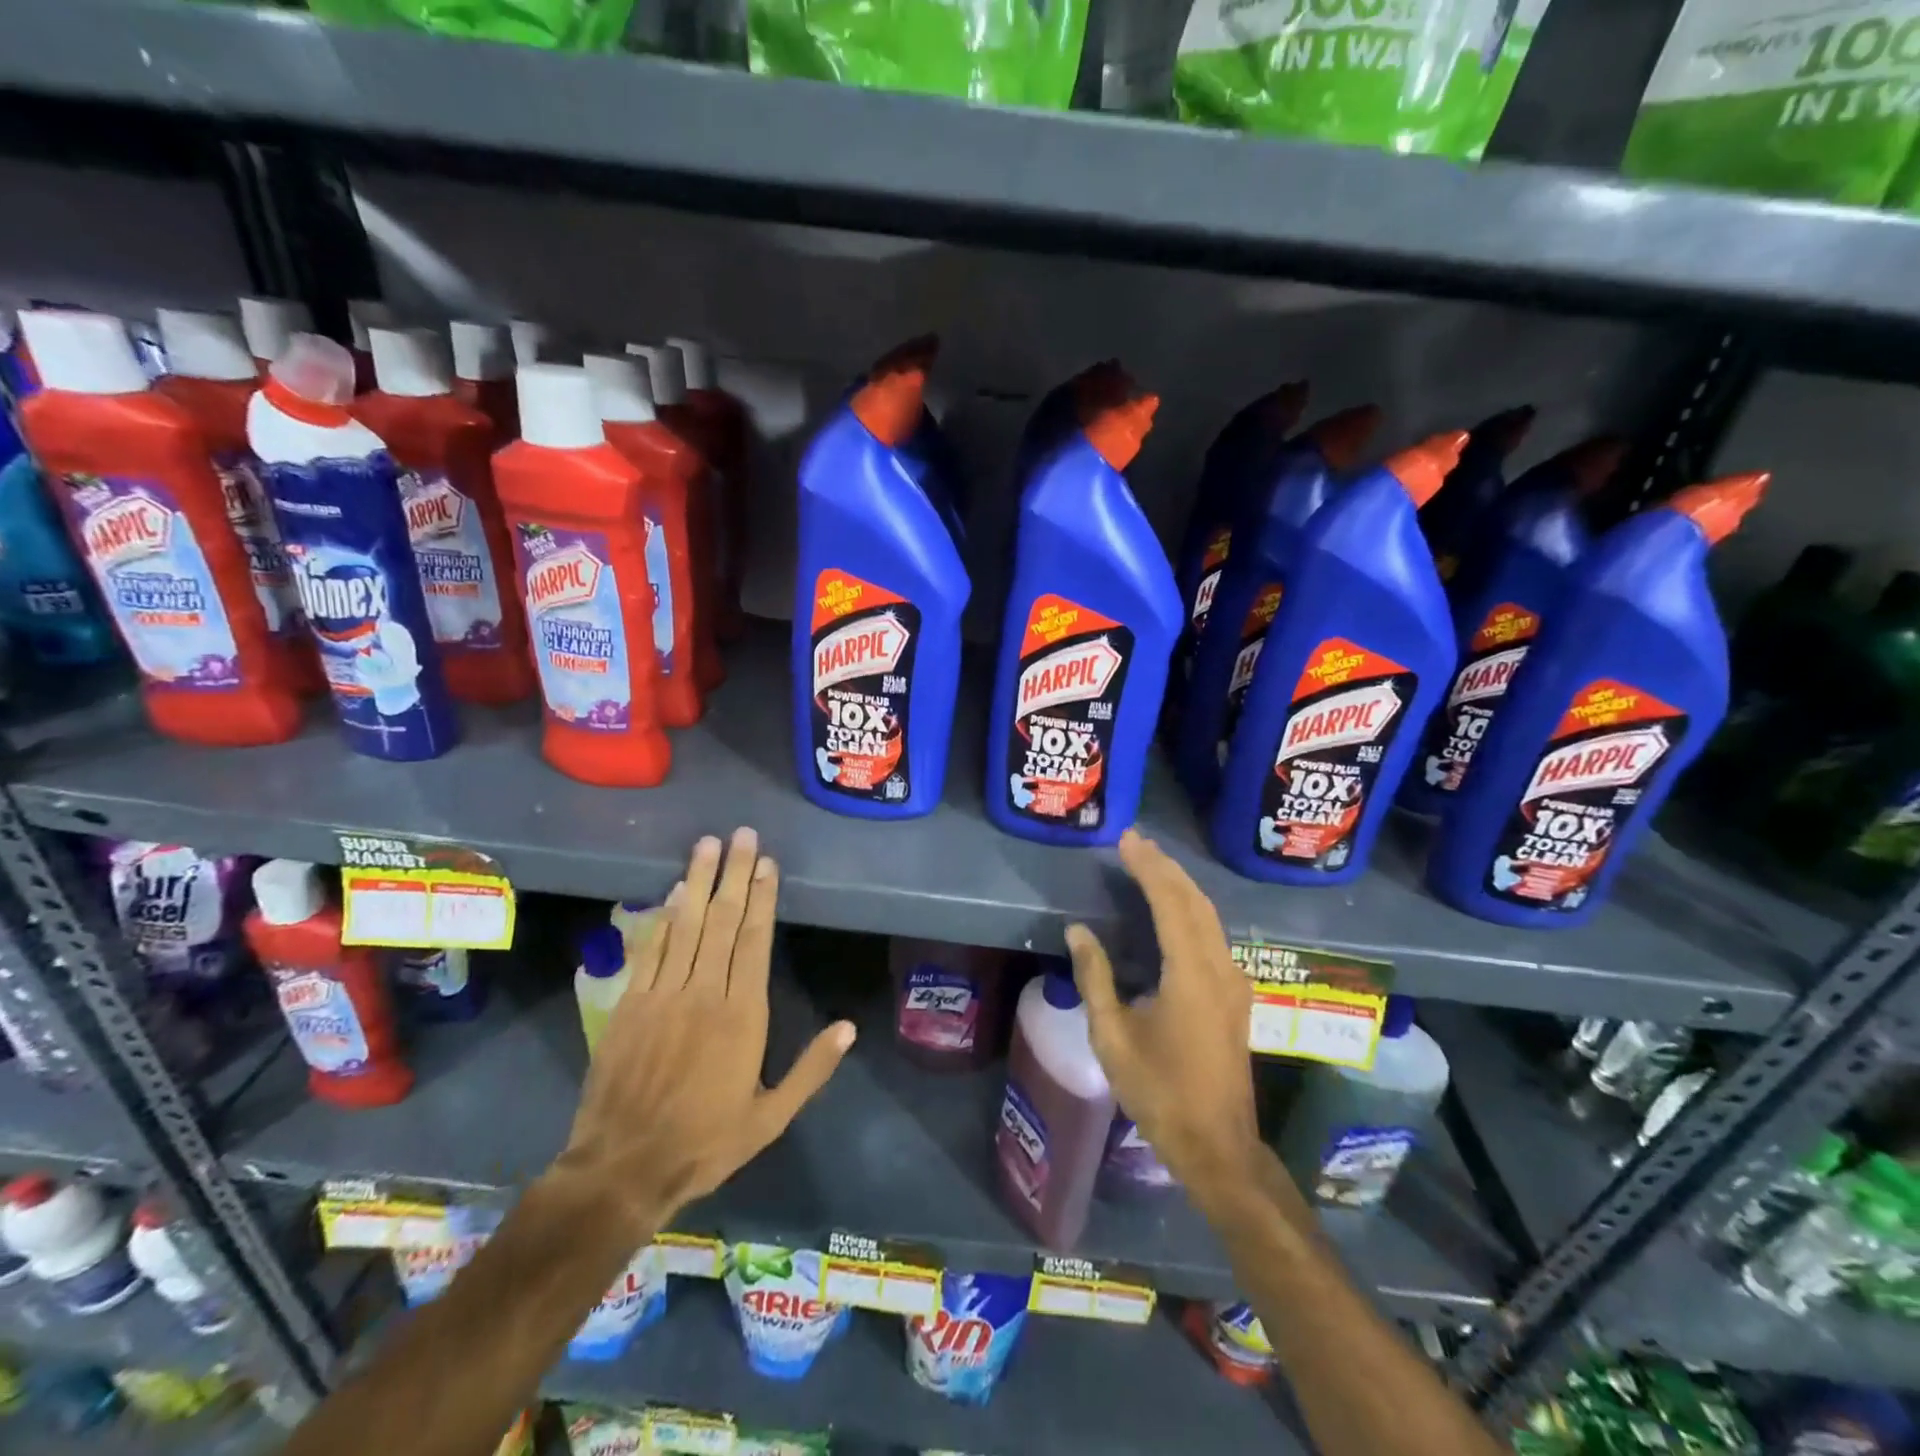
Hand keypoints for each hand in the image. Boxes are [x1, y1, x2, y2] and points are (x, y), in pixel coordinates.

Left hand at [557, 828, 855, 1233]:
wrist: (622, 1167)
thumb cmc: (705, 1142)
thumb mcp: (770, 1118)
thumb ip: (811, 1070)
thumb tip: (848, 1027)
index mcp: (742, 1015)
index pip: (755, 940)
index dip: (761, 898)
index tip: (766, 863)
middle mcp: (704, 992)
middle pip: (722, 920)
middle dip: (733, 874)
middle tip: (741, 834)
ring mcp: (663, 994)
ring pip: (686, 925)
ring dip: (697, 881)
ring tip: (707, 844)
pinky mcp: (631, 1004)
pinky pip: (652, 949)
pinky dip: (663, 917)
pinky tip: (671, 892)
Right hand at [1067, 829, 1263, 1204]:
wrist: (1217, 1145)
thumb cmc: (1159, 1092)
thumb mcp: (1113, 1037)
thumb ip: (1096, 978)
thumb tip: (1078, 931)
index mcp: (1191, 975)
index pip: (1171, 904)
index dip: (1148, 868)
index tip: (1126, 841)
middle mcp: (1220, 969)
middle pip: (1195, 902)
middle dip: (1166, 867)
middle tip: (1135, 842)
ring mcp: (1234, 982)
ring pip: (1209, 916)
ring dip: (1180, 886)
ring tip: (1150, 863)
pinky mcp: (1235, 996)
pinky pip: (1213, 935)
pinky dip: (1190, 909)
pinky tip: (1173, 908)